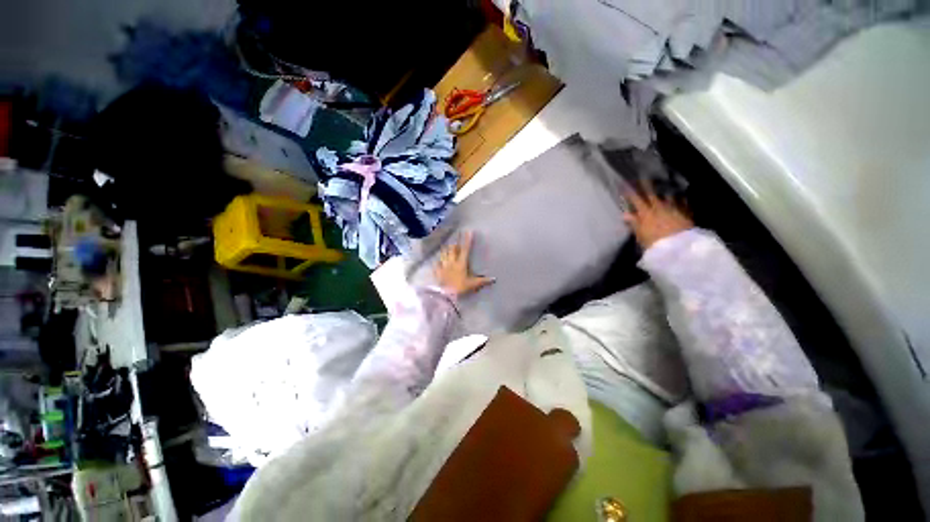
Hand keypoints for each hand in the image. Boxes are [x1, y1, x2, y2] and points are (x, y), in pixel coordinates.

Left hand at [434, 231, 493, 296]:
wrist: (446, 296)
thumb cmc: (460, 288)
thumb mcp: (473, 284)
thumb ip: (482, 281)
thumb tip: (494, 279)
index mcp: (461, 263)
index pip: (465, 249)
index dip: (467, 240)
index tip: (468, 232)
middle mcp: (451, 262)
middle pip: (452, 249)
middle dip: (454, 244)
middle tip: (456, 241)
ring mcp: (443, 266)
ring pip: (444, 254)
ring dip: (446, 250)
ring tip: (447, 247)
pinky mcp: (437, 272)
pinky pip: (437, 264)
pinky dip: (438, 261)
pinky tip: (438, 260)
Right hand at [623, 182, 692, 248]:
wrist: (679, 248)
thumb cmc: (655, 244)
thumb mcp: (640, 235)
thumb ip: (634, 223)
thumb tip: (625, 214)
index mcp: (645, 213)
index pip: (635, 200)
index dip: (629, 192)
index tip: (624, 184)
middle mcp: (659, 208)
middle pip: (651, 194)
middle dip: (646, 185)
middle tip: (643, 176)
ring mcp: (673, 209)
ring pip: (667, 196)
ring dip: (664, 189)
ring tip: (662, 183)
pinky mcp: (685, 213)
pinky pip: (683, 202)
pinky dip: (680, 198)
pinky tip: (681, 195)